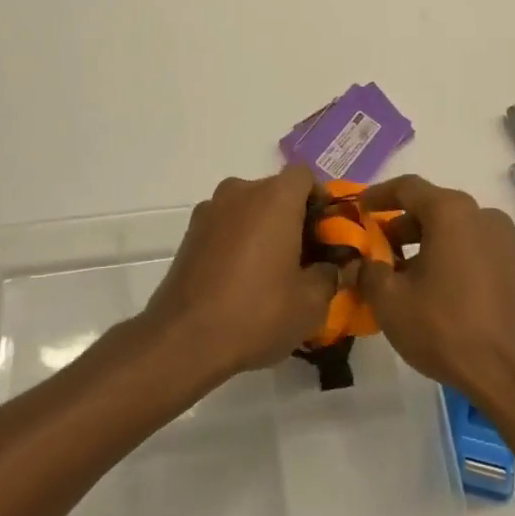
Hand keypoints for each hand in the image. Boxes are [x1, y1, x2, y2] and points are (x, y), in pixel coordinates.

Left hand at [142, 166, 339, 383]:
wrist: (183, 339)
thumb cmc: (256, 313)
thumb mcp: (310, 304)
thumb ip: (330, 275)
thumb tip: (331, 266)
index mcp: (275, 197)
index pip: (305, 176)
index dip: (320, 198)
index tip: (326, 232)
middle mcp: (241, 191)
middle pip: (276, 191)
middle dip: (293, 217)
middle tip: (305, 258)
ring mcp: (211, 209)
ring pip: (249, 208)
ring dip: (264, 228)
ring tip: (270, 272)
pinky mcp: (190, 232)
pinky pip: (226, 225)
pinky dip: (238, 240)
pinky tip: (240, 280)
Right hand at [355, 175, 514, 415]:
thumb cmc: (447, 329)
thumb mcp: (391, 302)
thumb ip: (368, 273)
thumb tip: (358, 264)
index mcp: (451, 212)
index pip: (407, 188)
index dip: (379, 195)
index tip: (360, 207)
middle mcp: (482, 215)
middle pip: (434, 208)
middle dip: (403, 225)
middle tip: (380, 250)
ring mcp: (506, 241)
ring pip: (457, 230)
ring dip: (429, 244)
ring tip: (407, 275)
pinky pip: (477, 249)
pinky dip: (454, 258)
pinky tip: (441, 290)